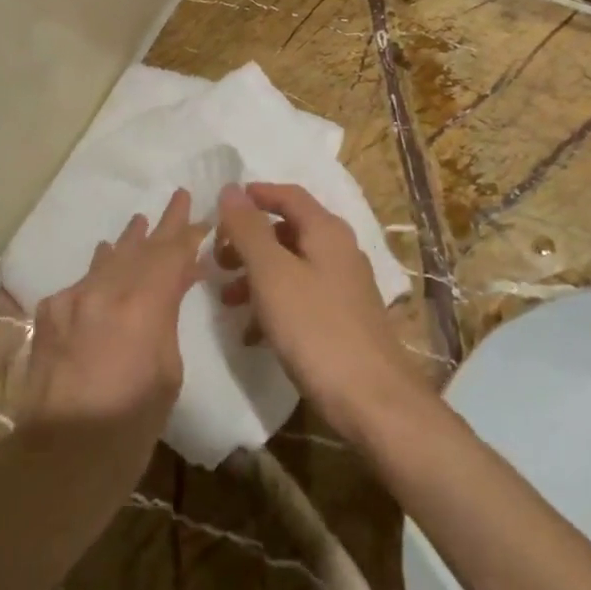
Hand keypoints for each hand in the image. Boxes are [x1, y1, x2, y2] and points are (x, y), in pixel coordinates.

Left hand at [18, 189, 204, 482]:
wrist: (59, 460)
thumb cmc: (129, 426)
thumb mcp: (168, 371)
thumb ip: (168, 317)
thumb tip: (176, 285)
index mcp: (142, 305)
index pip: (171, 254)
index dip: (188, 233)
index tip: (202, 213)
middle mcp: (105, 290)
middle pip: (140, 247)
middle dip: (162, 224)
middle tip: (179, 197)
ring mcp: (73, 299)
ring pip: (109, 259)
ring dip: (129, 242)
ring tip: (140, 223)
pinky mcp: (50, 314)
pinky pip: (83, 282)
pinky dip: (101, 270)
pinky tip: (105, 259)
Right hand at [214, 183, 424, 443]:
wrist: (372, 400)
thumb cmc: (316, 328)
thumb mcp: (272, 274)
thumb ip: (249, 230)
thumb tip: (231, 189)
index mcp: (326, 231)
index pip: (288, 195)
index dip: (255, 195)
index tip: (222, 206)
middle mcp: (339, 250)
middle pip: (288, 230)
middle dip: (250, 241)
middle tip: (217, 259)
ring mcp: (344, 286)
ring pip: (292, 266)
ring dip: (257, 276)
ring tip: (227, 300)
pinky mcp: (343, 319)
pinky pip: (301, 297)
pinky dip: (274, 304)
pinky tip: (252, 333)